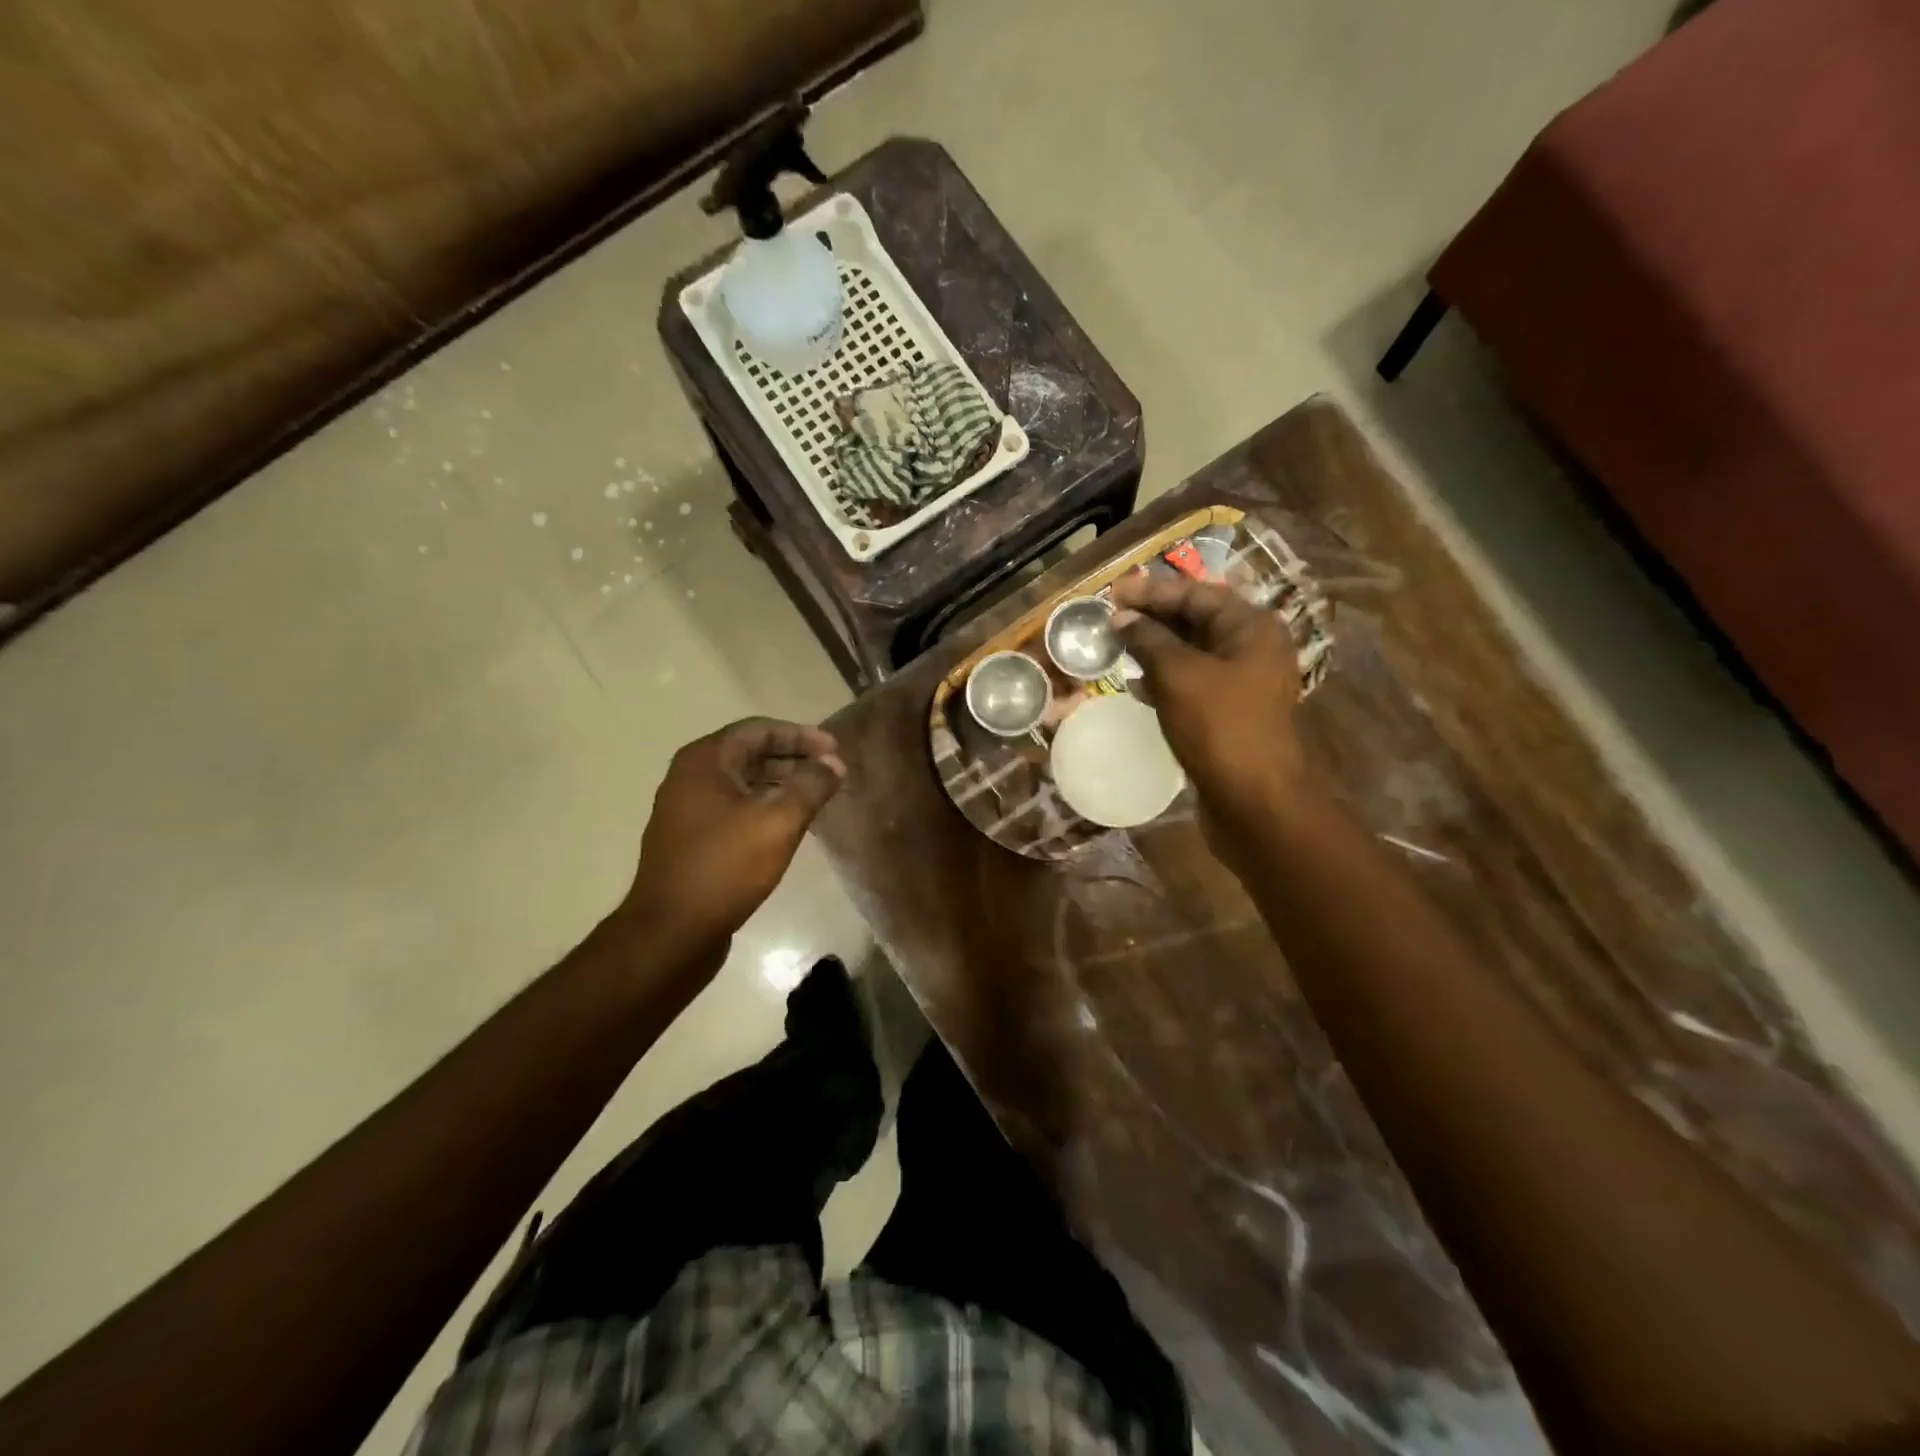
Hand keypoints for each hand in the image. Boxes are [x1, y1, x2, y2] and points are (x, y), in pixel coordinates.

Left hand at [620, 718, 845, 954]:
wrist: (671, 933)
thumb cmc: (724, 868)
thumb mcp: (777, 822)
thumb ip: (810, 786)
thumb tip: (833, 763)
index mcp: (704, 761)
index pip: (759, 729)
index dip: (801, 735)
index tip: (835, 750)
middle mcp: (690, 777)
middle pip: (750, 753)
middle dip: (794, 758)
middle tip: (832, 771)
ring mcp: (688, 810)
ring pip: (743, 782)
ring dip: (782, 783)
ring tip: (818, 796)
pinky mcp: (692, 839)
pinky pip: (735, 808)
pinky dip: (765, 806)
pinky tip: (791, 824)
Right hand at [1110, 573, 1305, 843]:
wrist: (1255, 801)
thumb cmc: (1219, 727)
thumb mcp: (1178, 676)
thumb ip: (1148, 640)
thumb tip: (1122, 618)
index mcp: (1251, 627)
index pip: (1195, 594)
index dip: (1152, 592)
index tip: (1112, 592)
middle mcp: (1253, 648)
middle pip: (1196, 620)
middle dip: (1152, 618)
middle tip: (1111, 618)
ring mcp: (1244, 682)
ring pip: (1193, 653)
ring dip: (1155, 649)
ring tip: (1116, 647)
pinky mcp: (1231, 713)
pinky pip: (1194, 683)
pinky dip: (1165, 679)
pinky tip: (1136, 685)